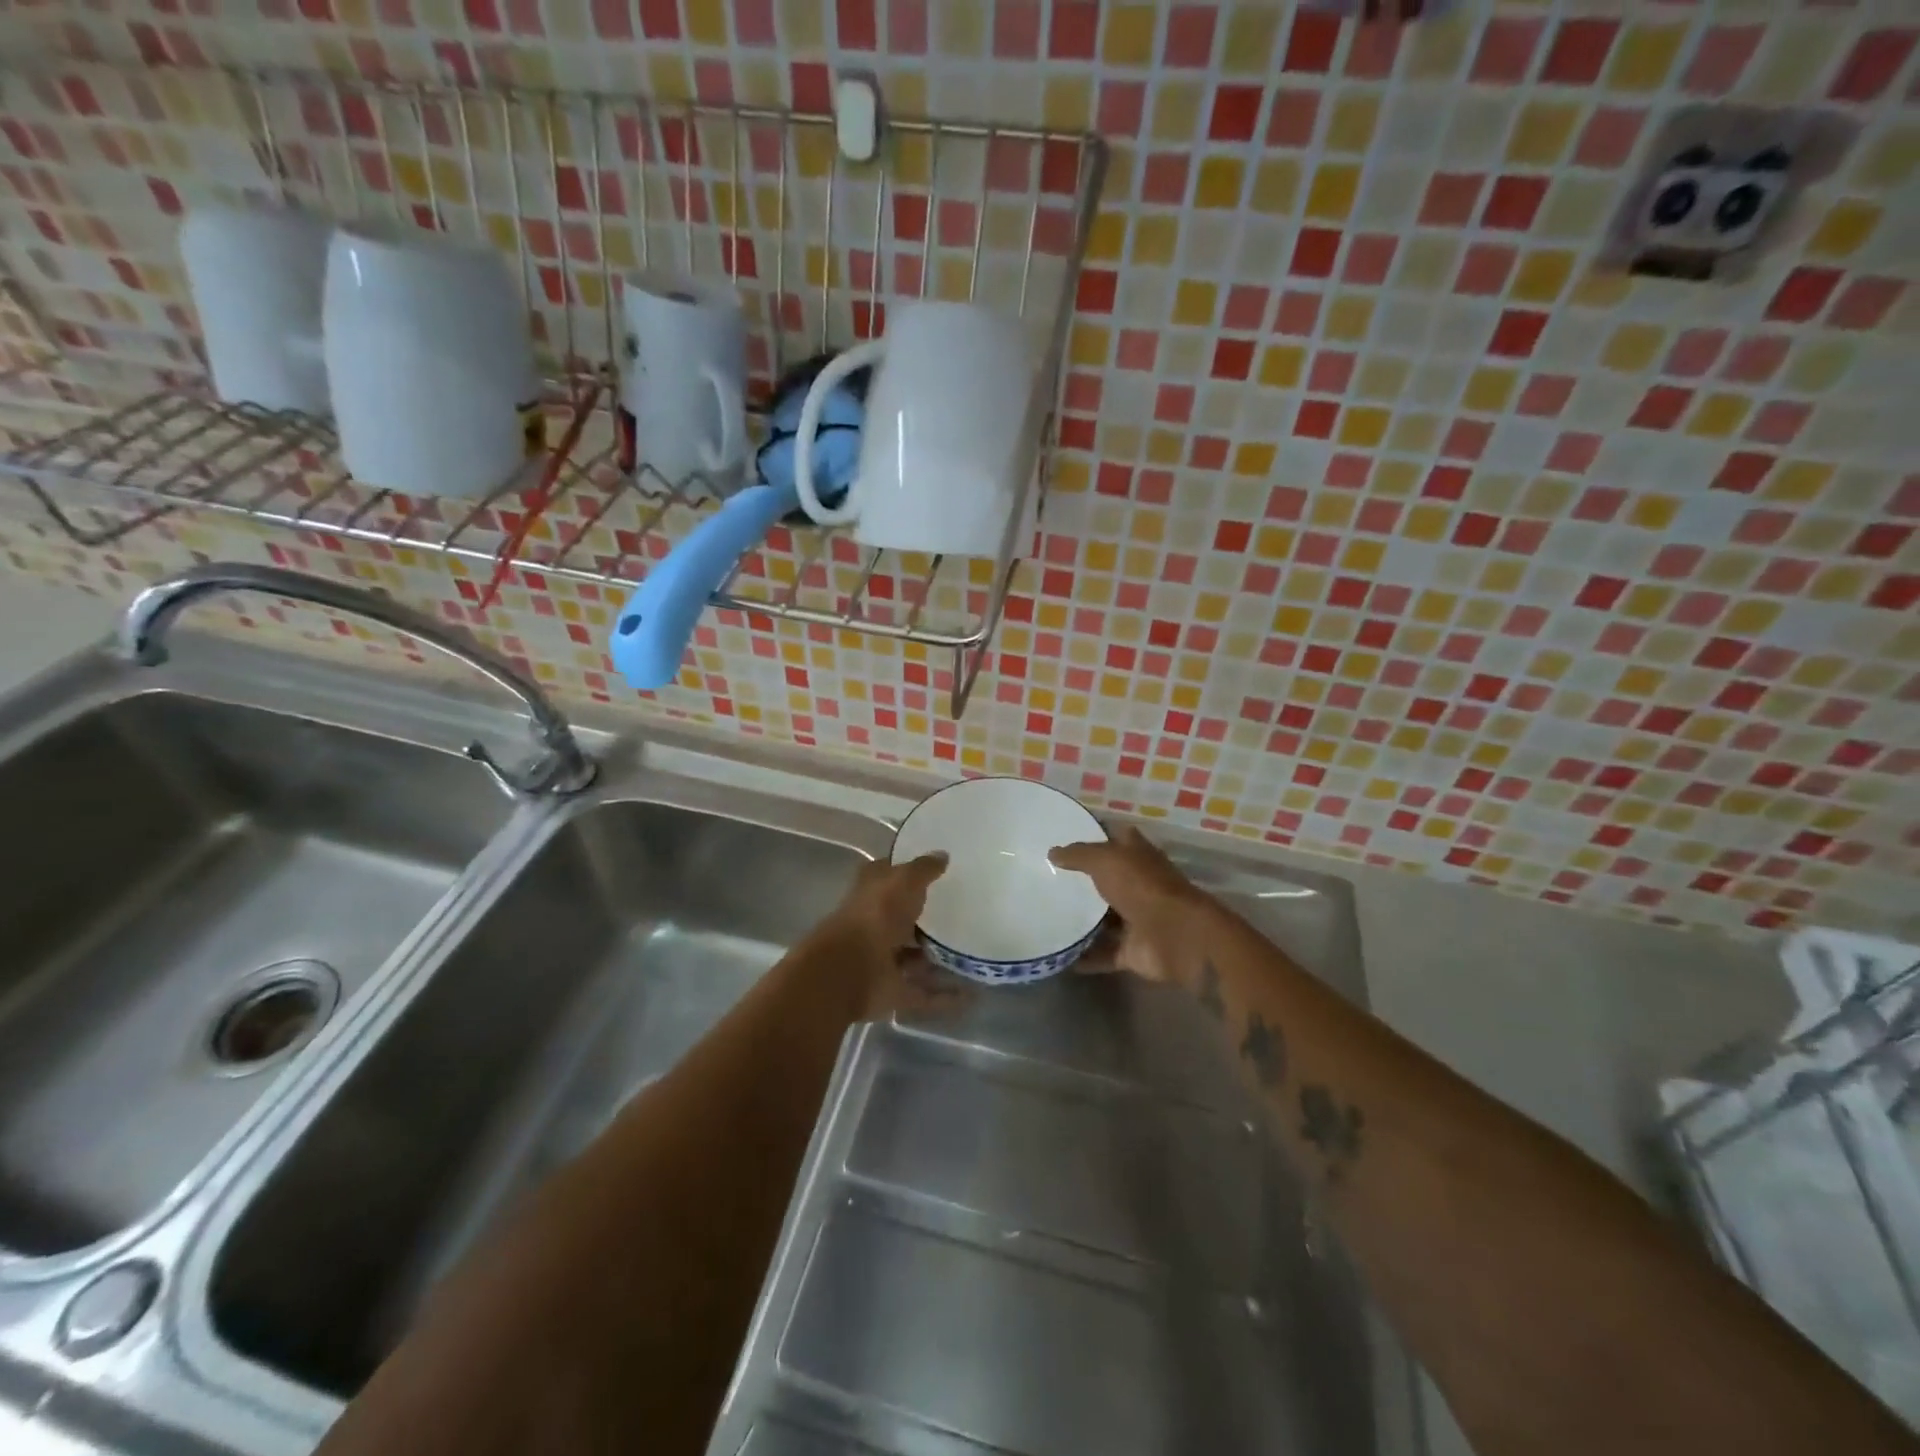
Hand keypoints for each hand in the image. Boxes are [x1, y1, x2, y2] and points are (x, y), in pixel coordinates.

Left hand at [823, 854, 972, 1021]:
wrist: (848, 971)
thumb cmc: (876, 915)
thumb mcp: (904, 880)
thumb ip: (924, 869)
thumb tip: (943, 855)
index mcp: (872, 893)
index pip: (890, 877)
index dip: (910, 872)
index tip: (941, 872)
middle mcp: (876, 925)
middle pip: (905, 920)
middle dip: (928, 920)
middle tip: (967, 915)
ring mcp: (884, 960)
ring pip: (916, 958)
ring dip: (940, 960)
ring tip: (976, 957)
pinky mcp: (893, 991)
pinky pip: (925, 994)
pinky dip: (946, 996)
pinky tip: (974, 994)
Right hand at [1048, 825, 1204, 982]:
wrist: (1177, 936)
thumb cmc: (1142, 886)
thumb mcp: (1105, 859)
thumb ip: (1078, 855)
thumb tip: (1052, 852)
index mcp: (1137, 857)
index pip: (1115, 839)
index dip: (1094, 836)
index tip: (1064, 838)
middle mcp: (1138, 885)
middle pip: (1107, 881)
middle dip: (1081, 882)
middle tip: (1044, 881)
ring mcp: (1137, 919)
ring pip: (1104, 919)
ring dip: (1081, 921)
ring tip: (1044, 918)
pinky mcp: (1132, 951)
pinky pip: (1102, 953)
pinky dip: (1083, 956)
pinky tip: (1056, 954)